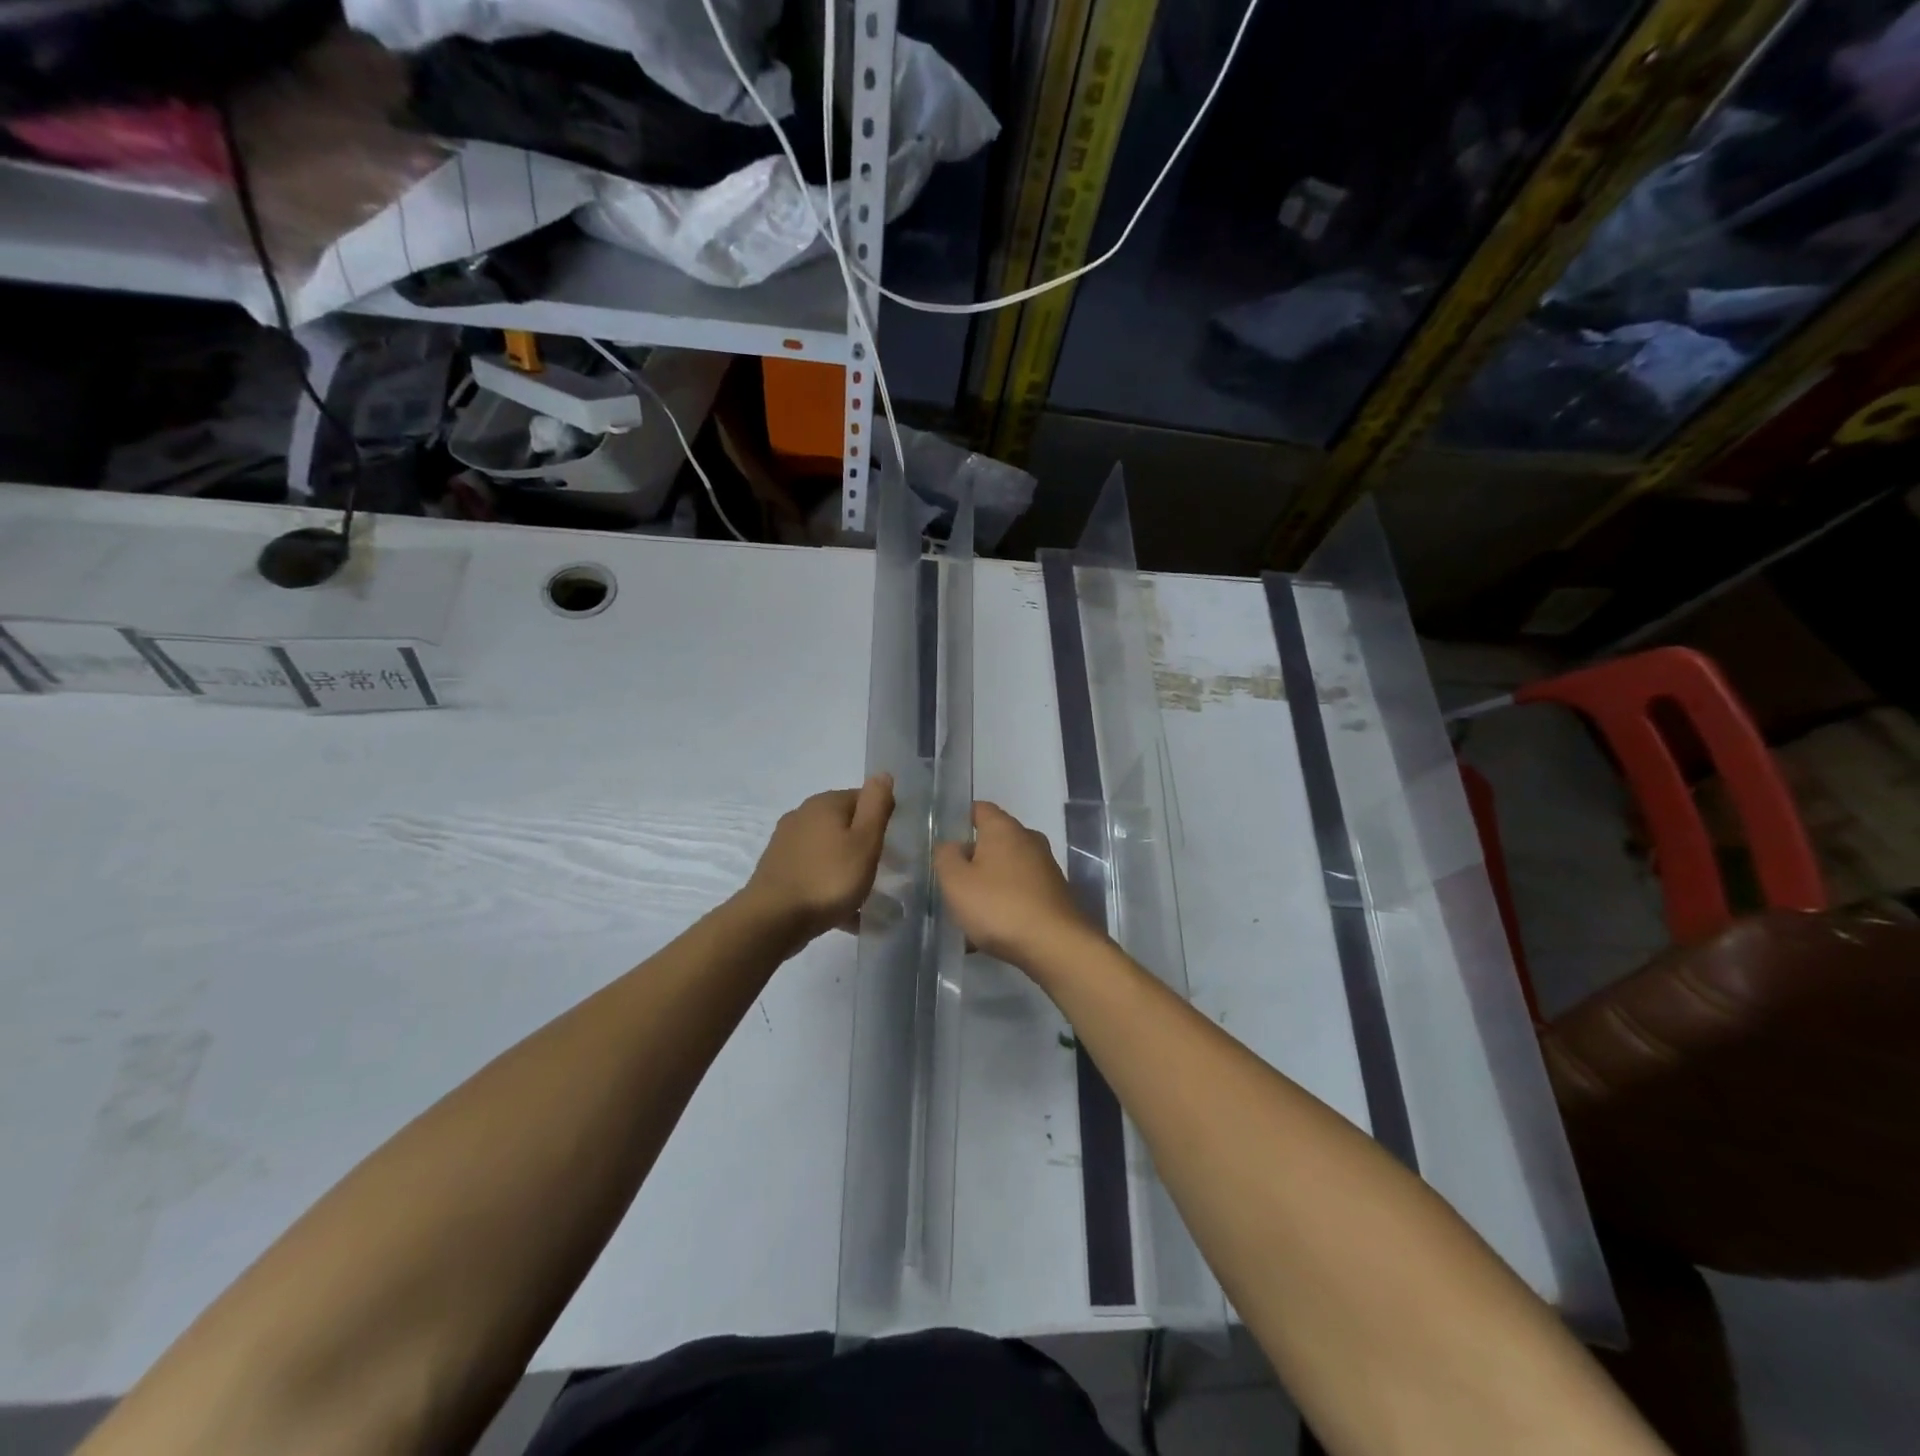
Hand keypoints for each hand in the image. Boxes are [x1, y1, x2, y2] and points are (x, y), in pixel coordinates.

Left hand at [741, 776, 893, 948]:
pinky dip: (831, 885)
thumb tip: (882, 774)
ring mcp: (787, 843)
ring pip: (830, 850)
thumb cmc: (828, 879)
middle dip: (865, 844)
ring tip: (867, 897)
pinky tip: (845, 914)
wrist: (772, 919)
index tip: (894, 846)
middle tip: (885, 872)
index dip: (882, 819)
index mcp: (825, 804)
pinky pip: (815, 872)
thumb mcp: (865, 841)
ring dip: (849, 867)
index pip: (863, 799)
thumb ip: (876, 806)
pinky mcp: (778, 869)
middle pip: (844, 825)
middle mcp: (802, 816)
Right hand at [934, 801, 1098, 970]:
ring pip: (1006, 868)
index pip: (979, 809)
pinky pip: (1020, 890)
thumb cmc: (999, 906)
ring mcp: (1045, 866)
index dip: (959, 820)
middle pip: (993, 840)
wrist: (1055, 945)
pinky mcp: (1054, 892)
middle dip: (972, 858)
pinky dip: (1004, 902)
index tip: (943, 842)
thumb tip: (951, 846)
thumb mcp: (956, 882)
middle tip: (951, 882)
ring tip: (967, 912)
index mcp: (1004, 828)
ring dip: (987, 884)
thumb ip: (946, 857)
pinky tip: (991, 930)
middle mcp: (1028, 839)